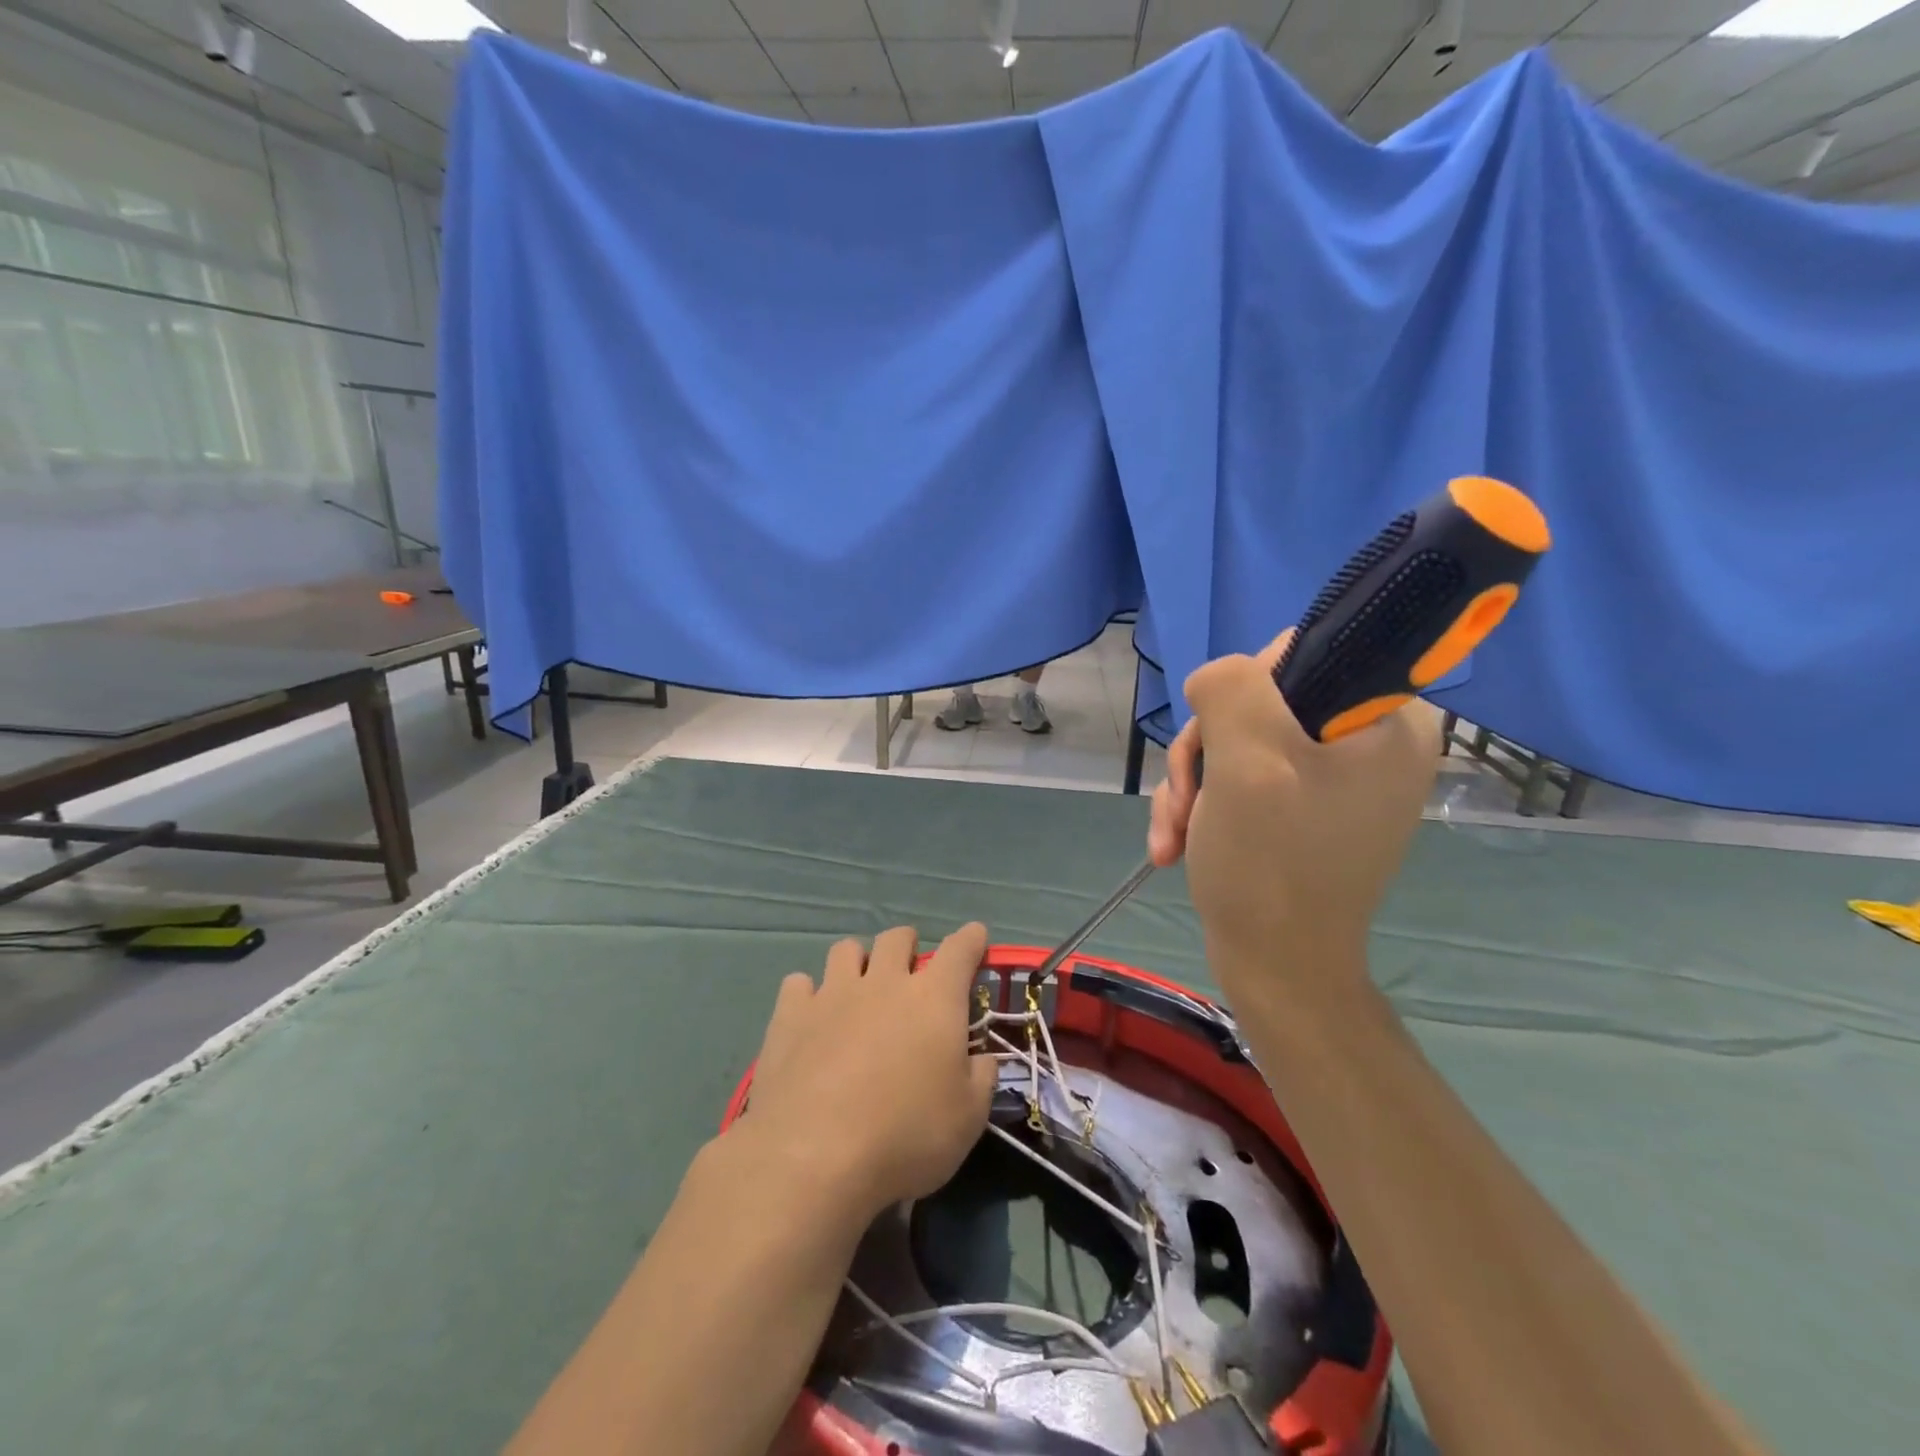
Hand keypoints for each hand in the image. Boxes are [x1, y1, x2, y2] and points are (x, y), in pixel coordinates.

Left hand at [739, 923, 997, 1221]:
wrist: (814, 1156)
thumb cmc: (906, 1136)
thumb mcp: (968, 1119)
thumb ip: (981, 1079)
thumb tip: (982, 1059)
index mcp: (934, 999)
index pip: (960, 950)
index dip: (971, 939)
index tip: (975, 936)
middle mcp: (883, 982)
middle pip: (897, 938)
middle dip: (908, 946)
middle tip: (909, 973)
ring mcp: (833, 994)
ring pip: (846, 949)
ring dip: (858, 962)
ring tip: (858, 990)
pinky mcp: (790, 1016)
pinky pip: (799, 983)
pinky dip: (808, 994)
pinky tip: (811, 1018)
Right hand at [1147, 629, 1439, 979]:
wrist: (1277, 968)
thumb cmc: (1271, 865)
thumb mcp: (1246, 760)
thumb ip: (1231, 688)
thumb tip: (1216, 680)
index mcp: (1388, 720)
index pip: (1302, 654)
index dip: (1245, 690)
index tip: (1223, 741)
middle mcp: (1371, 742)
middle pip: (1258, 702)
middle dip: (1206, 752)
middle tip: (1187, 801)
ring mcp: (1336, 779)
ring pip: (1238, 742)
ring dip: (1194, 785)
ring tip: (1174, 835)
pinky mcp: (1304, 808)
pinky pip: (1242, 778)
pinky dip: (1204, 807)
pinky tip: (1176, 845)